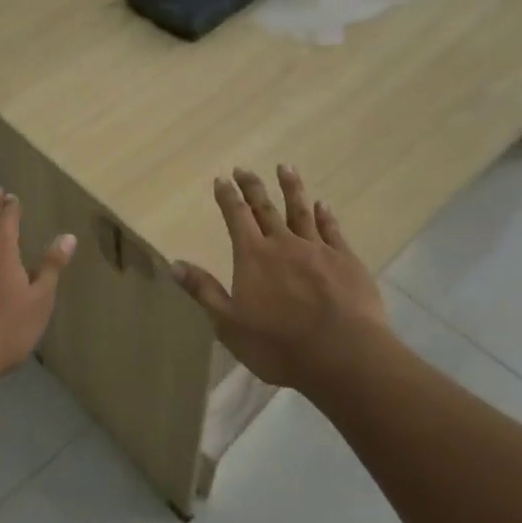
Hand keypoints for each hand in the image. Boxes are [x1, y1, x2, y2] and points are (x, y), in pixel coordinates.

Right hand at [172, 166, 391, 398]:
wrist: (343, 354)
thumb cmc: (279, 345)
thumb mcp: (229, 323)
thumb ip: (204, 290)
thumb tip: (175, 263)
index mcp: (253, 256)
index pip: (236, 217)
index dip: (227, 197)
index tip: (222, 179)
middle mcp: (283, 244)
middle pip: (265, 208)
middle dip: (253, 187)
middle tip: (244, 169)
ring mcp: (318, 250)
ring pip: (300, 211)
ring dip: (291, 188)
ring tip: (285, 168)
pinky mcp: (346, 261)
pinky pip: (332, 230)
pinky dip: (325, 215)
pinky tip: (322, 205)